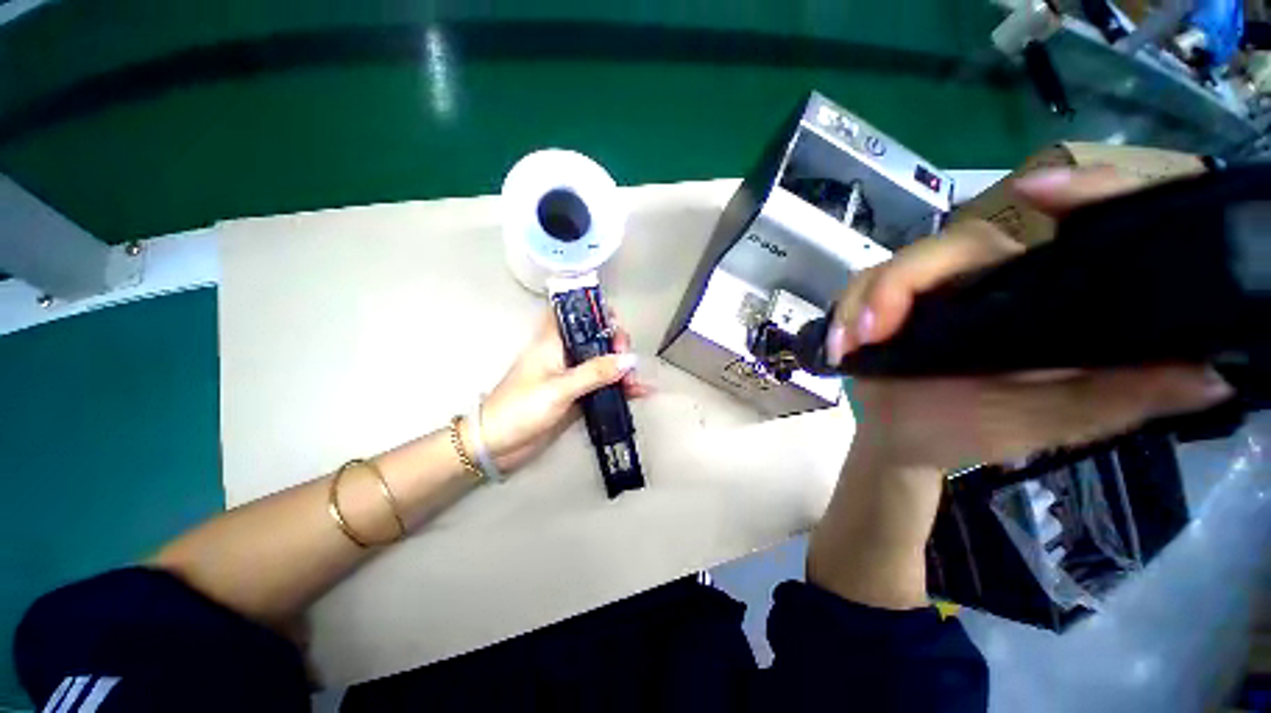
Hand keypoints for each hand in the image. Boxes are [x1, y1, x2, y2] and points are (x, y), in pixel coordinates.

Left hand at [470, 310, 651, 472]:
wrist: (498, 444)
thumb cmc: (521, 409)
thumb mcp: (559, 389)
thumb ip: (594, 373)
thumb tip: (629, 360)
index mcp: (553, 342)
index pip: (572, 312)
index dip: (593, 310)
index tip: (614, 322)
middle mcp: (564, 353)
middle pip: (596, 337)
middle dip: (616, 344)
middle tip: (628, 360)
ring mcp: (573, 375)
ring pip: (603, 361)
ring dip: (622, 368)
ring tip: (635, 382)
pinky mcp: (578, 395)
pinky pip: (604, 385)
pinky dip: (620, 388)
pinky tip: (639, 393)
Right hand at [825, 166, 1233, 473]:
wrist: (901, 441)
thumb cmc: (968, 434)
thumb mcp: (1047, 425)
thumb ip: (1118, 398)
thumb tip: (1213, 372)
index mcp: (1038, 300)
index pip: (1065, 231)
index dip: (1071, 195)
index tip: (1041, 188)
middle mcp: (986, 281)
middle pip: (950, 246)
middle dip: (902, 284)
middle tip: (872, 333)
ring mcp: (931, 288)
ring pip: (896, 265)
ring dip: (865, 301)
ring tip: (848, 345)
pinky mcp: (890, 300)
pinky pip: (864, 286)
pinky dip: (846, 311)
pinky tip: (841, 342)